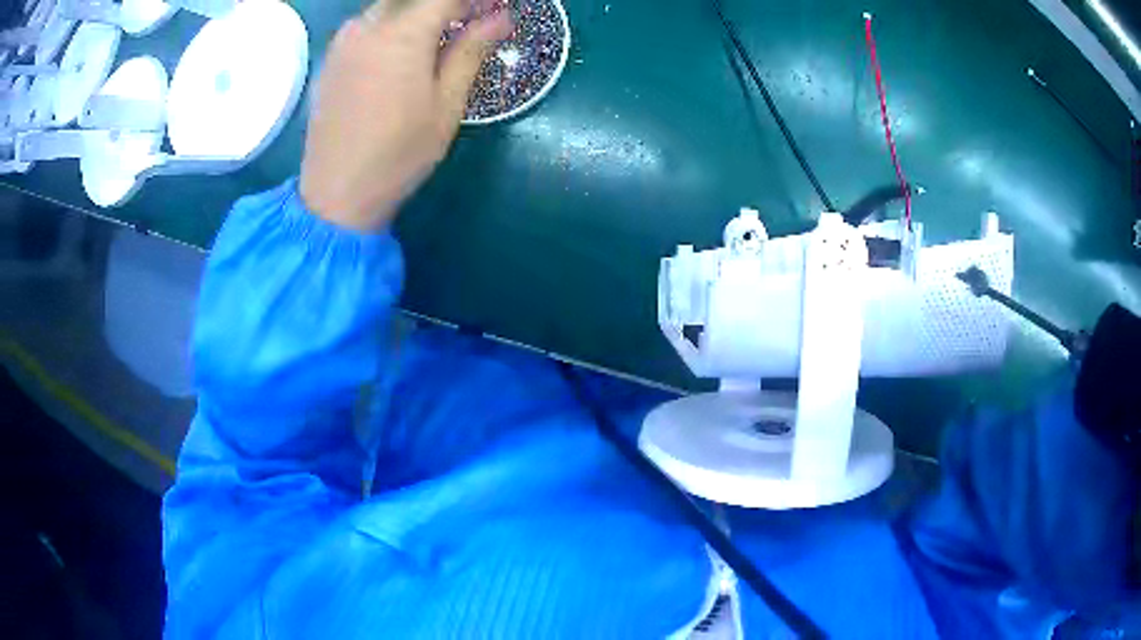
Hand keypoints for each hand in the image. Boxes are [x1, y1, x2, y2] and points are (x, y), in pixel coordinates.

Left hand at [300, 0, 511, 230]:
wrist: (336, 193)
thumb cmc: (399, 153)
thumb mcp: (447, 104)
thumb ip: (471, 51)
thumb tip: (501, 18)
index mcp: (402, 34)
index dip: (476, 0)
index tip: (496, 9)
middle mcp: (368, 26)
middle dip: (446, 5)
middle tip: (471, 21)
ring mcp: (343, 42)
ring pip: (388, 7)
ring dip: (417, 12)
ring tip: (440, 37)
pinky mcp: (330, 59)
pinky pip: (366, 25)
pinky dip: (392, 25)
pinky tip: (403, 51)